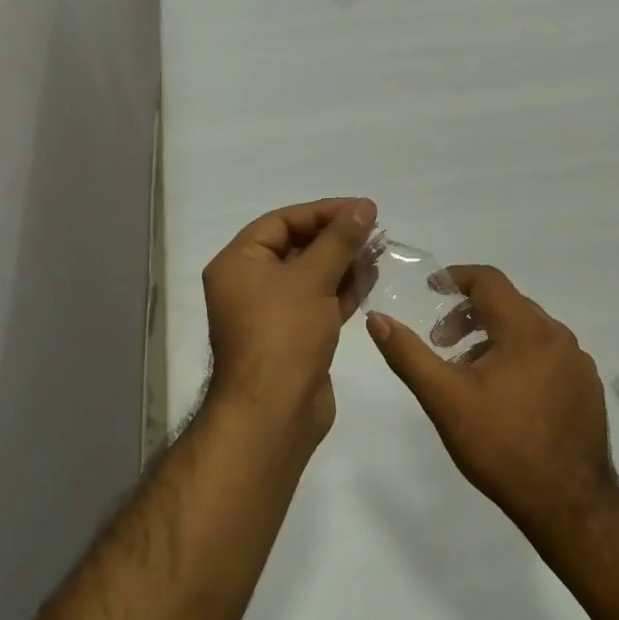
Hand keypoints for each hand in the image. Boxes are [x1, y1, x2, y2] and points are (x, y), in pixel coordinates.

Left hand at [203, 197, 376, 454]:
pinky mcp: (294, 337)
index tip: (362, 209)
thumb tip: (363, 207)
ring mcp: (272, 313)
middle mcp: (249, 285)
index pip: (281, 222)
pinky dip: (343, 289)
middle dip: (336, 237)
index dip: (322, 212)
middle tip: (375, 229)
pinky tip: (371, 277)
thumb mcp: (312, 279)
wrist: (274, 412)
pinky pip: (318, 302)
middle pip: (296, 247)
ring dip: (343, 262)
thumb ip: (339, 240)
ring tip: (380, 250)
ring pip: (311, 276)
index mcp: (238, 263)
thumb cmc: (284, 334)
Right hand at [366, 265, 616, 533]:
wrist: (568, 502)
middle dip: (470, 315)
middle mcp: (558, 336)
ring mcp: (578, 362)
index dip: (456, 278)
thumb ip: (409, 355)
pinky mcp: (588, 387)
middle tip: (442, 343)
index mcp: (527, 330)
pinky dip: (521, 357)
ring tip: (469, 373)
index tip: (431, 290)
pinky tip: (506, 395)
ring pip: (529, 331)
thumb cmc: (501, 445)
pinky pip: (549, 354)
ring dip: (494, 338)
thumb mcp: (445, 399)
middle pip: (509, 304)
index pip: (489, 280)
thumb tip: (377, 319)